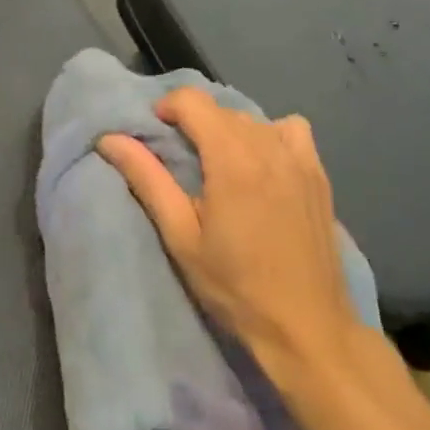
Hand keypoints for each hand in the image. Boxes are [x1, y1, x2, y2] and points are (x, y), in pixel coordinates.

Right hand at [98, 88, 354, 368]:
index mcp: (231, 157)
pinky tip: (264, 164)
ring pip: (251, 119)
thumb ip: (147, 179)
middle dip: (194, 123)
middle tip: (182, 163)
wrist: (308, 328)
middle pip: (220, 109)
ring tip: (219, 168)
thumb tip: (111, 138)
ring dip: (227, 131)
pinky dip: (270, 135)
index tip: (156, 134)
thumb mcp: (181, 237)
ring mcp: (298, 157)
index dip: (167, 107)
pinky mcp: (318, 173)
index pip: (192, 100)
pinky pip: (290, 129)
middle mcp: (267, 145)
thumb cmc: (236, 287)